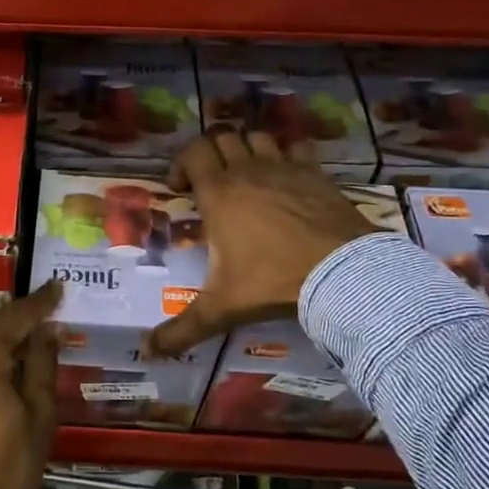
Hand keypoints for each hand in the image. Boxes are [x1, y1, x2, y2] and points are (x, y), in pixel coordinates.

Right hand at [147, 129, 375, 356]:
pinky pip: (296, 147)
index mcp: (219, 193)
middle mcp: (248, 171)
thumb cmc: (272, 282)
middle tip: (209, 180)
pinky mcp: (315, 172)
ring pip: (257, 136)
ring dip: (245, 147)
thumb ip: (182, 329)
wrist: (341, 273)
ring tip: (245, 174)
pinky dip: (286, 152)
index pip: (192, 152)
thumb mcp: (221, 308)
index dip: (181, 163)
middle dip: (210, 152)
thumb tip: (148, 352)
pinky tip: (287, 174)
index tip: (180, 189)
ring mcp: (285, 167)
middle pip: (222, 137)